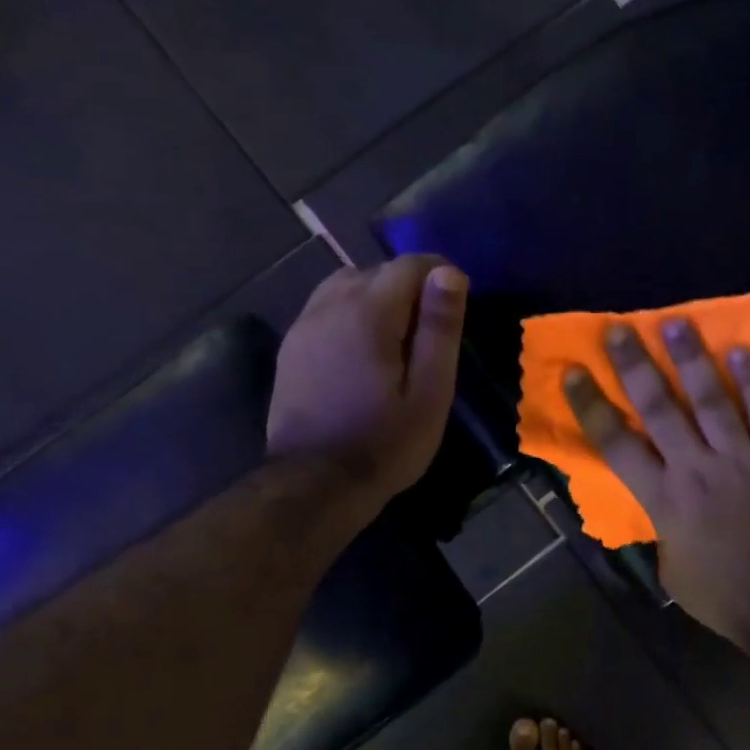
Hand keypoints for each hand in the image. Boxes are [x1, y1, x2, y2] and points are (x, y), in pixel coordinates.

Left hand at [265, 256, 466, 524]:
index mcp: (367, 314)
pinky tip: (365, 349)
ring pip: (345, 286)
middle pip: (374, 271)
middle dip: (408, 286)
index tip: (458, 300)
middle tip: (432, 328)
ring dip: (376, 297)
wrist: (316, 484)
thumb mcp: (430, 393)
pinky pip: (325, 309)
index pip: (407, 266)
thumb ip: (440, 330)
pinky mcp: (291, 349)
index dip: (438, 273)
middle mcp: (329, 307)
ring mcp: (303, 327)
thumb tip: (449, 273)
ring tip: (399, 336)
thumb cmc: (385, 443)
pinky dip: (351, 313)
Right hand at [566, 320, 749, 650]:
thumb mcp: (670, 569)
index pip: (616, 444)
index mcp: (663, 498)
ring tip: (676, 323)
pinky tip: (741, 351)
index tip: (574, 374)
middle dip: (635, 367)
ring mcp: (740, 458)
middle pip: (659, 408)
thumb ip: (659, 528)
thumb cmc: (722, 594)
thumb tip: (655, 505)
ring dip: (691, 360)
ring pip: (711, 399)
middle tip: (619, 330)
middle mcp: (696, 468)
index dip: (591, 407)